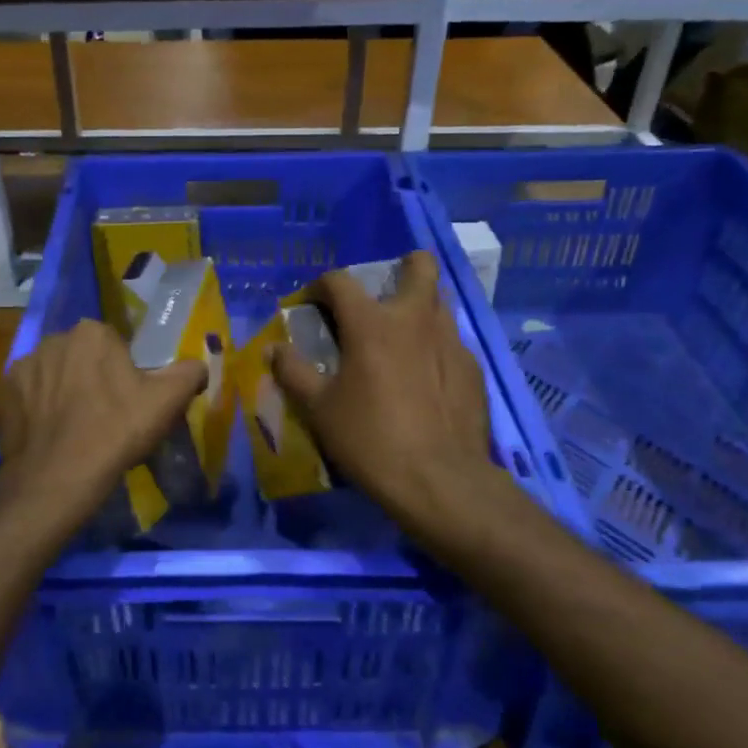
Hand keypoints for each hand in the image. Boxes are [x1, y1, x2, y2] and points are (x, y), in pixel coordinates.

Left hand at [0, 319, 205, 525]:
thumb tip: (200, 365)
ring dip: (63, 394)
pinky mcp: (0, 396)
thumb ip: (189, 373)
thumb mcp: (166, 402)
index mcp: (91, 333)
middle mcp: (52, 340)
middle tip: (104, 417)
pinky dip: (38, 412)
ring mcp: (21, 368)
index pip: (114, 345)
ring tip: (75, 431)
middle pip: (81, 357)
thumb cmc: (115, 432)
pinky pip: (28, 398)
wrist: (56, 479)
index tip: (128, 402)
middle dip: (91, 378)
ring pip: (53, 376)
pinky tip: (50, 437)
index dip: (124, 374)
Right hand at [272, 250, 505, 546]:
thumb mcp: (319, 409)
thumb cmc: (370, 440)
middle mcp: (416, 319)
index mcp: (372, 323)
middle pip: (419, 266)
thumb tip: (274, 349)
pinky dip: (435, 348)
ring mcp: (452, 341)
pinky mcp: (473, 368)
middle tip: (382, 297)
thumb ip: (293, 372)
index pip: (340, 281)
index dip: (320, 286)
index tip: (312, 304)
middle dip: (402, 267)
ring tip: (401, 341)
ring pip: (439, 303)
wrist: (440, 480)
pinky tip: (425, 381)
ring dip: (419, 309)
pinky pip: (452, 342)